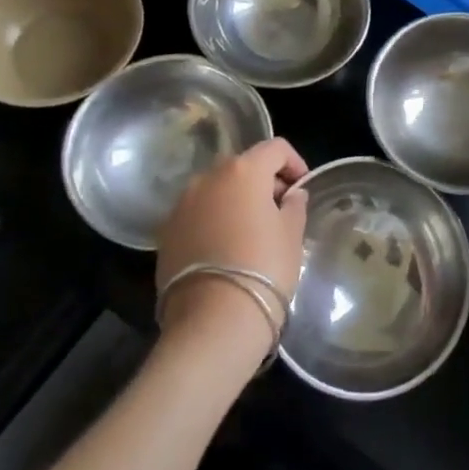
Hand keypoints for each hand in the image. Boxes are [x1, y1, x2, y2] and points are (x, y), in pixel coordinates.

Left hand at [156, 139, 308, 355]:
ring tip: (252, 232)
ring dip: (236, 201)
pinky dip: (214, 221)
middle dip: (264, 182)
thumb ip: (294, 205)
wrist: (213, 321)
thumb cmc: (264, 268)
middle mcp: (208, 178)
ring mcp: (182, 205)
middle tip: (280, 211)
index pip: (275, 148)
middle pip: (243, 166)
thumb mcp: (292, 234)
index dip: (294, 162)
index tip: (302, 187)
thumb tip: (291, 195)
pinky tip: (226, 249)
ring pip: (217, 190)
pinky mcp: (166, 233)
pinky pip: (198, 214)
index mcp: (243, 170)